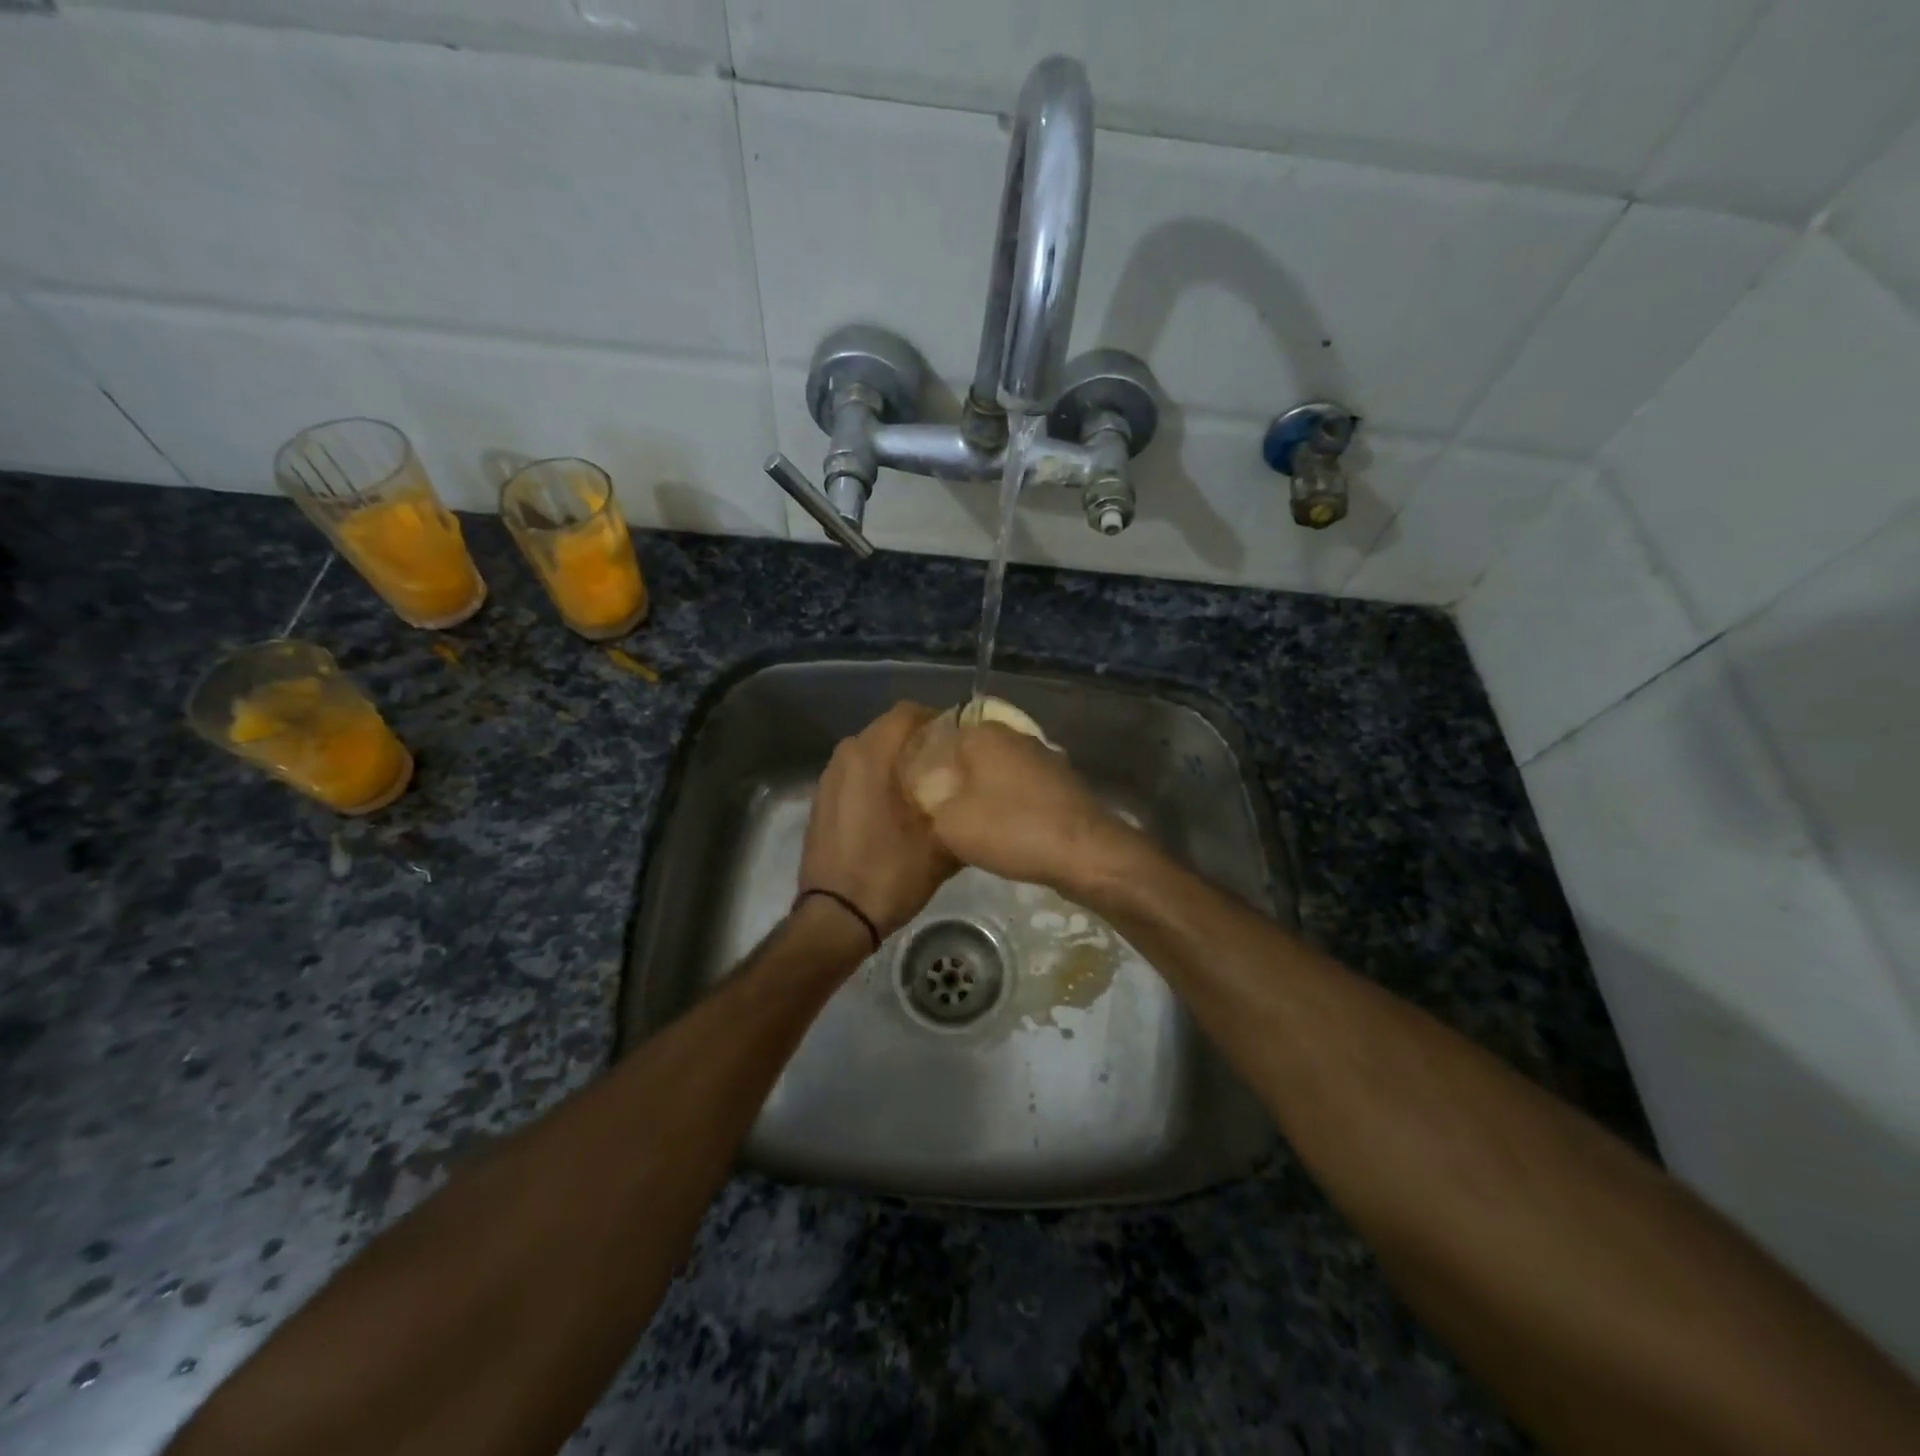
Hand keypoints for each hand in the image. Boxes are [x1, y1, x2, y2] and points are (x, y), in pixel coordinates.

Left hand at [799, 702, 957, 941]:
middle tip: (946, 764)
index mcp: (870, 757)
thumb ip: (959, 812)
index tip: (959, 741)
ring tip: (923, 786)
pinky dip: (875, 779)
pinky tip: (895, 807)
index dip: (937, 720)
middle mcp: (845, 757)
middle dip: (917, 741)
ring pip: (869, 752)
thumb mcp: (940, 847)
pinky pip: (854, 774)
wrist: (835, 918)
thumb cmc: (889, 874)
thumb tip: (975, 797)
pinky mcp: (821, 801)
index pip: (907, 713)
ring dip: (895, 760)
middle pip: (887, 730)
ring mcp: (828, 779)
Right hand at [900, 717, 1142, 895]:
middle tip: (940, 812)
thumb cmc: (1011, 829)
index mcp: (983, 733)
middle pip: (971, 755)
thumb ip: (930, 799)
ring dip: (985, 793)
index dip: (926, 766)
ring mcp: (1043, 756)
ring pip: (999, 772)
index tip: (918, 794)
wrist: (1084, 853)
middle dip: (956, 780)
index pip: (941, 738)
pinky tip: (1004, 829)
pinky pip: (1023, 788)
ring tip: (970, 824)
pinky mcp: (1062, 782)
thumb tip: (929, 789)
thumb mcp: (949, 822)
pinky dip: (1011, 804)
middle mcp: (1014, 735)